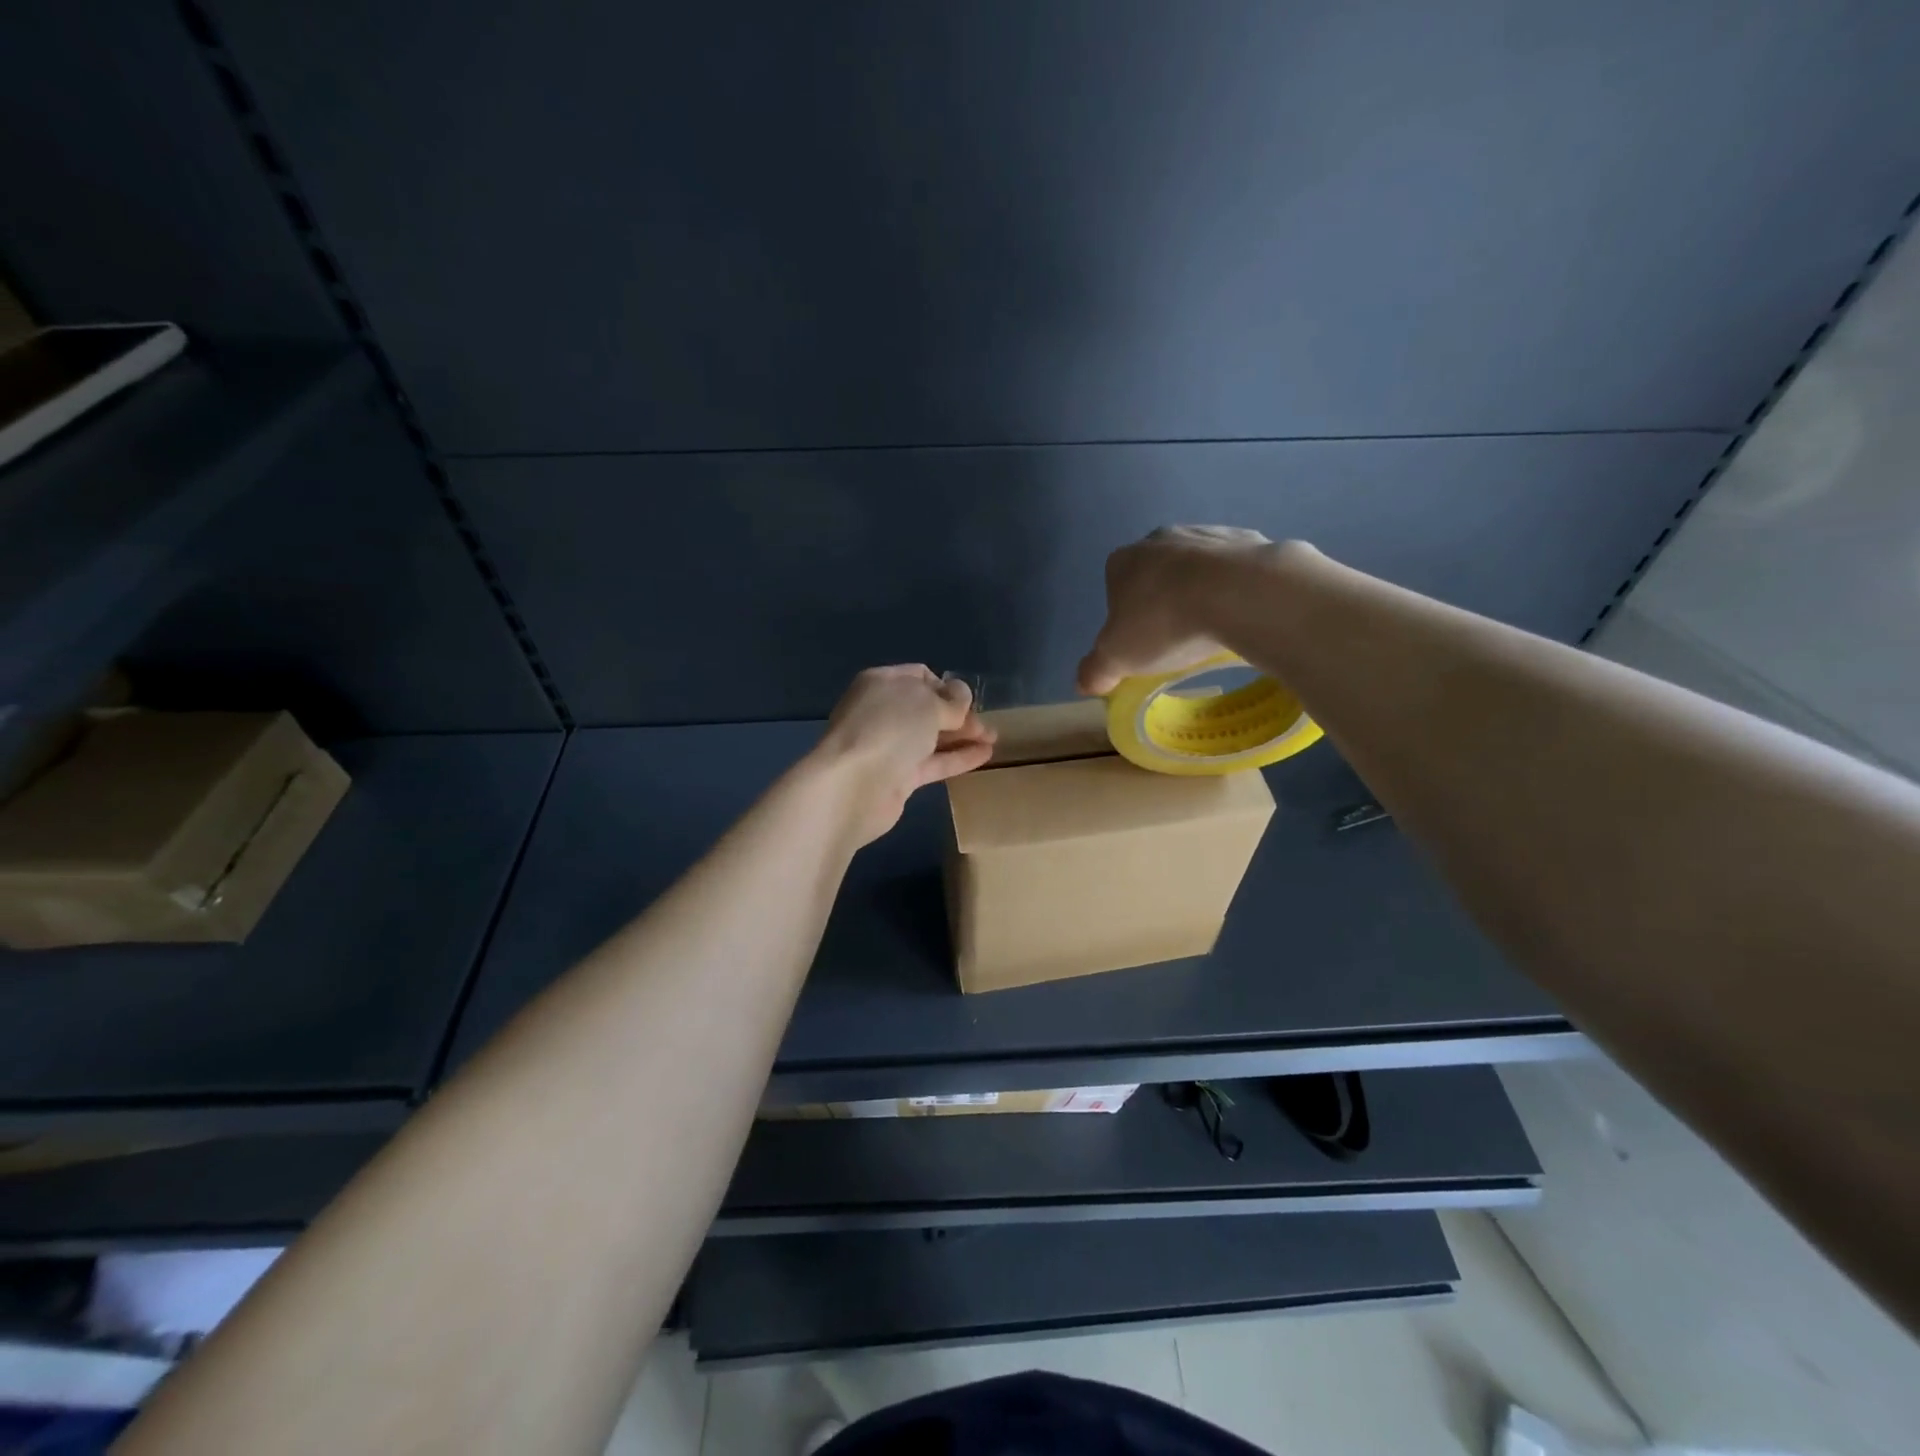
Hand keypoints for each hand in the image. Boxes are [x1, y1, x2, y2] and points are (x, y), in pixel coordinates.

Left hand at [814, 665, 996, 844]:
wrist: (854, 785)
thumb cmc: (889, 729)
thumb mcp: (927, 704)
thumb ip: (950, 700)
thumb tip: (961, 695)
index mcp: (882, 683)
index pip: (919, 676)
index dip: (946, 685)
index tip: (968, 700)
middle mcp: (883, 712)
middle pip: (926, 708)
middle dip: (958, 714)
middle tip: (987, 724)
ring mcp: (888, 746)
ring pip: (931, 737)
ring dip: (962, 736)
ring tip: (994, 738)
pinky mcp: (898, 777)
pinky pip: (933, 762)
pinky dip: (957, 758)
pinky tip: (985, 755)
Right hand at [1077, 526, 1284, 694]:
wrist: (1236, 592)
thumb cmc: (1163, 623)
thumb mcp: (1117, 658)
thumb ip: (1095, 670)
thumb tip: (1084, 682)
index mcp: (1122, 561)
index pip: (1114, 589)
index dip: (1125, 618)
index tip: (1141, 643)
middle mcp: (1159, 538)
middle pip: (1155, 575)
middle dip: (1163, 601)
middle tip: (1175, 637)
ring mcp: (1205, 533)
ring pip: (1196, 567)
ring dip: (1200, 591)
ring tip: (1212, 628)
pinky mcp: (1247, 538)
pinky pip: (1236, 567)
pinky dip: (1236, 586)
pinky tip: (1241, 611)